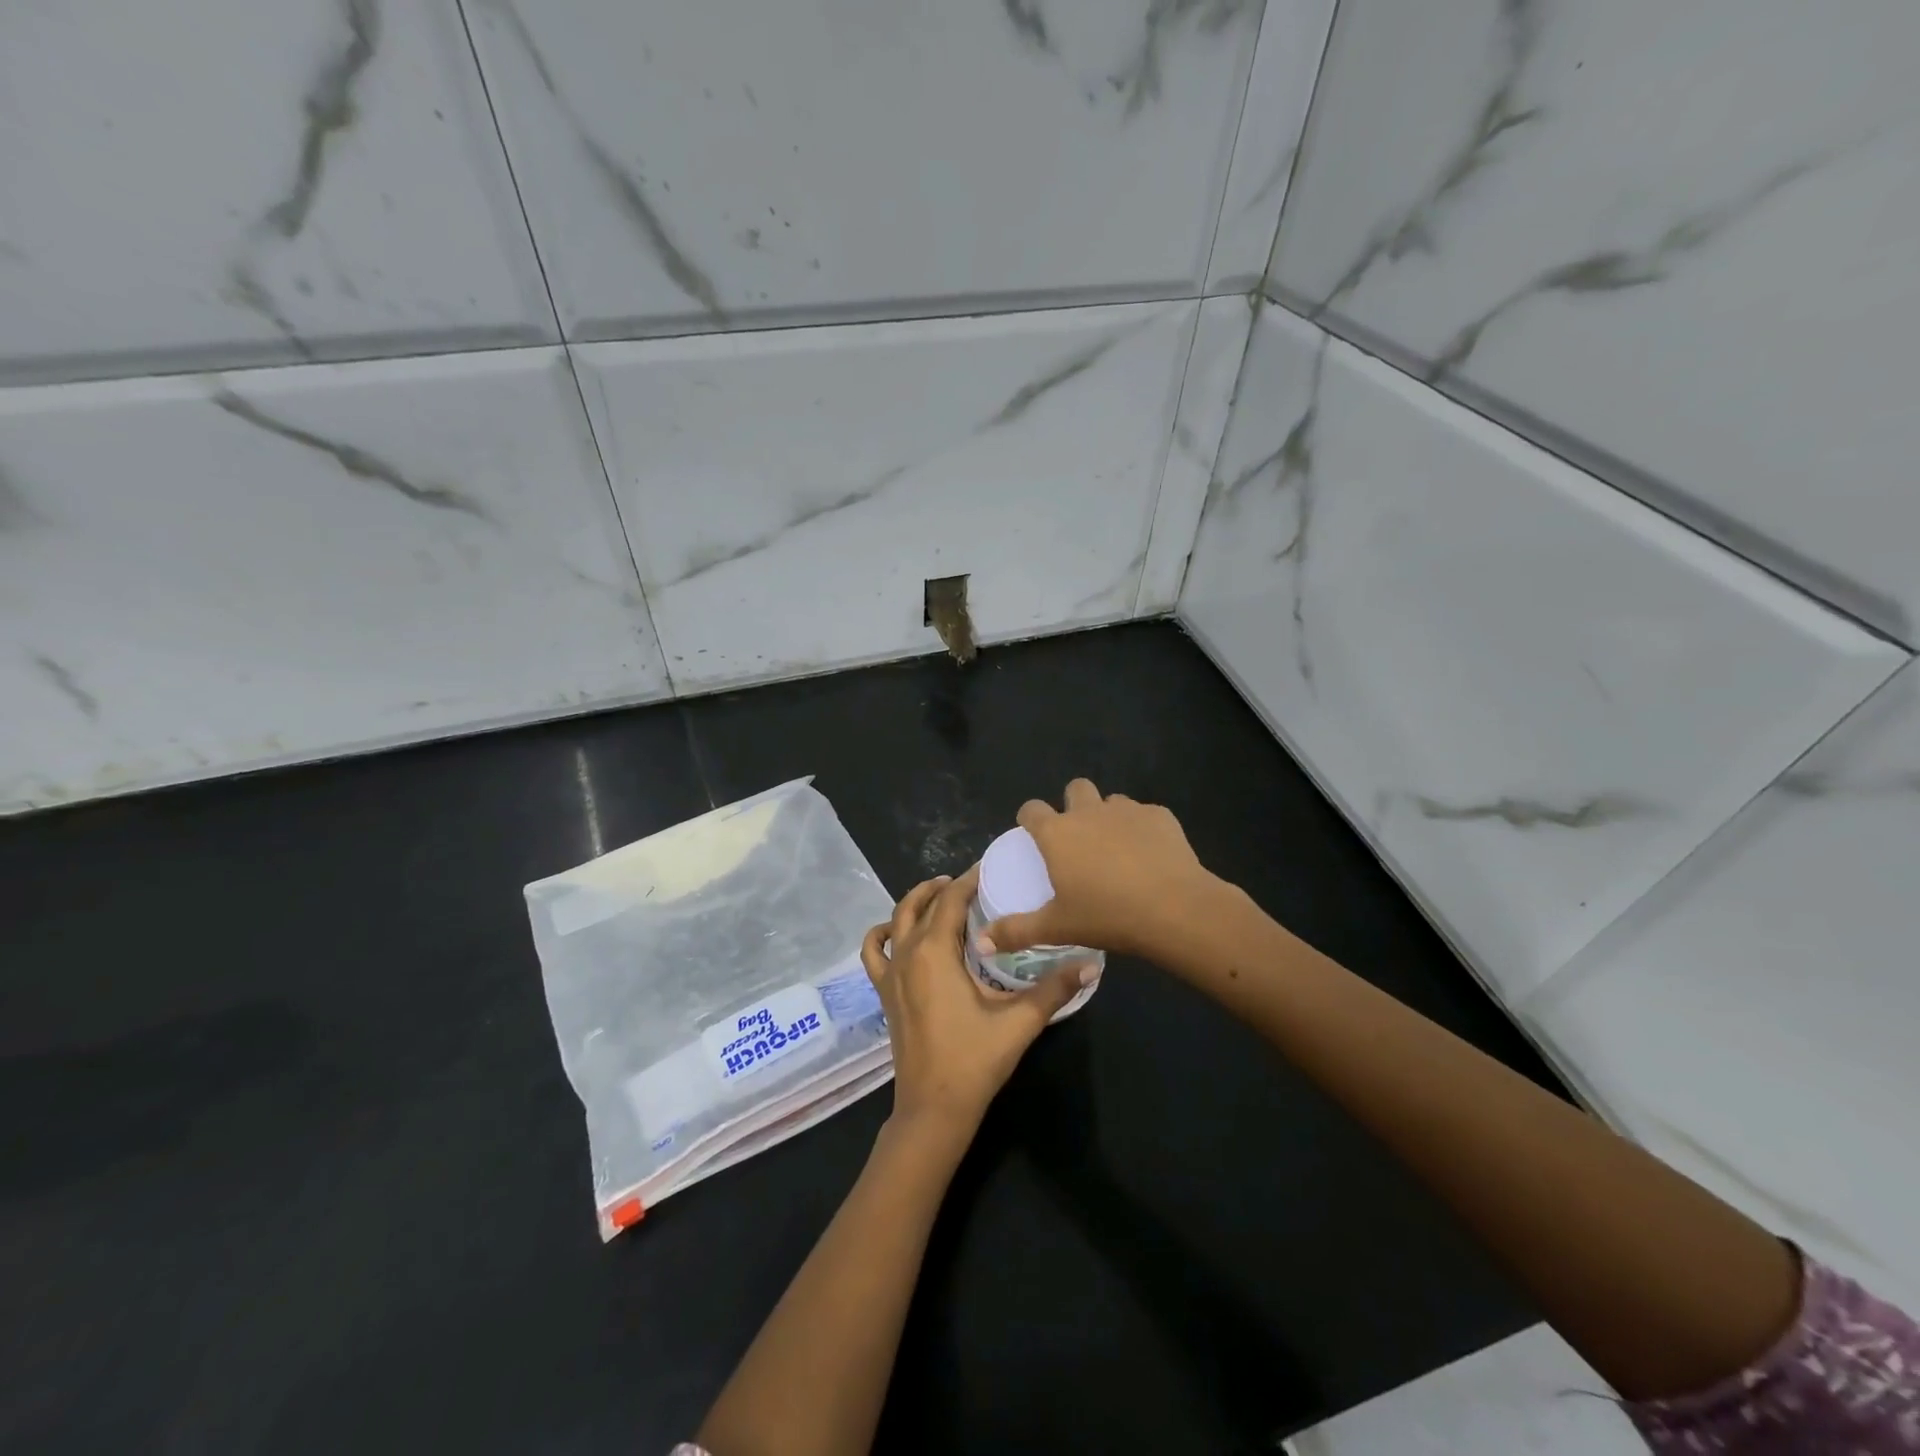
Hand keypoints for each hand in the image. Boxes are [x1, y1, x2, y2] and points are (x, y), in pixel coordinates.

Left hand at [861, 867, 1091, 1137]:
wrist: (934, 1108)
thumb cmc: (974, 1060)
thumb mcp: (1019, 1022)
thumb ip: (1055, 989)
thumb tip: (1092, 963)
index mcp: (935, 952)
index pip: (950, 900)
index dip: (968, 880)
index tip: (989, 870)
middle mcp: (908, 953)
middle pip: (921, 904)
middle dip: (945, 887)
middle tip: (973, 884)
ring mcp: (891, 973)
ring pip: (896, 920)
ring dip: (915, 902)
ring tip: (939, 896)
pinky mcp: (884, 992)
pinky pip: (874, 951)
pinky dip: (882, 934)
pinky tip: (897, 932)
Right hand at [976, 778, 1221, 961]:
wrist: (1174, 909)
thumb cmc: (1106, 916)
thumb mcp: (1056, 928)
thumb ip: (1016, 931)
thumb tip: (981, 942)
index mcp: (1057, 833)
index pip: (1032, 809)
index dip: (1029, 818)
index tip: (1032, 833)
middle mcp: (1088, 812)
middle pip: (1075, 788)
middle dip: (1073, 804)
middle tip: (1078, 838)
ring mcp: (1127, 810)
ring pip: (1112, 801)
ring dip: (1109, 817)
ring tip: (1117, 849)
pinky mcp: (1160, 816)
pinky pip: (1145, 815)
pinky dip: (1143, 829)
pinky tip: (1151, 856)